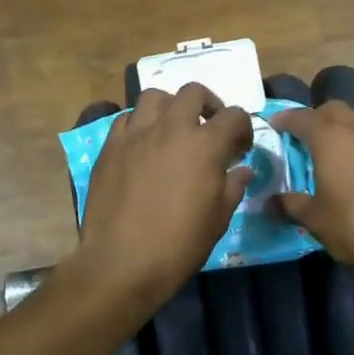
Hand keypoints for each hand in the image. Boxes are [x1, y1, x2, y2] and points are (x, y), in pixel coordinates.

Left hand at [72, 83, 254, 310]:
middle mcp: (171, 128)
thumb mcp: (219, 219)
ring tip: (173, 130)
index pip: (233, 116)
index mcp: (205, 144)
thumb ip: (232, 186)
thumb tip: (241, 170)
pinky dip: (139, 124)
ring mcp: (136, 134)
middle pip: (193, 92)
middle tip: (209, 128)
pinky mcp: (110, 146)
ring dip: (170, 107)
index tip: (240, 149)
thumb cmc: (179, 244)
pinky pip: (126, 119)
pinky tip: (143, 146)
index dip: (243, 128)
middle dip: (208, 105)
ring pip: (154, 97)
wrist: (122, 262)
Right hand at [269, 103, 353, 288]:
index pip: (302, 117)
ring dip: (349, 134)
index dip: (286, 120)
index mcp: (332, 139)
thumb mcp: (317, 222)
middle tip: (307, 138)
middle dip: (318, 119)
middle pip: (335, 110)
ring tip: (342, 158)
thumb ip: (291, 206)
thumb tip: (269, 202)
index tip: (276, 125)